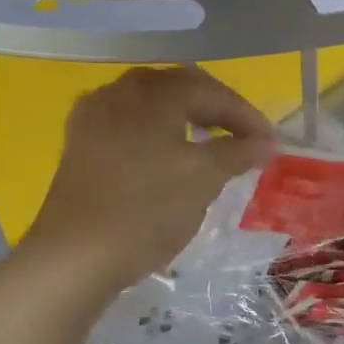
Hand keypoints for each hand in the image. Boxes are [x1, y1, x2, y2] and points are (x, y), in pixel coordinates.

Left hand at [23, 67, 273, 292]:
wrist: (74, 255)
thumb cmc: (146, 210)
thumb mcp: (203, 180)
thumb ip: (238, 153)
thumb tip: (266, 142)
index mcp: (153, 92)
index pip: (211, 91)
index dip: (245, 115)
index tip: (269, 142)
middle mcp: (120, 90)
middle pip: (179, 88)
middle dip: (215, 110)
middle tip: (243, 138)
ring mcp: (94, 114)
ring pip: (151, 103)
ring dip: (185, 117)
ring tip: (208, 143)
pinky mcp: (79, 141)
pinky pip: (127, 122)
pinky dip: (154, 130)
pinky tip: (162, 152)